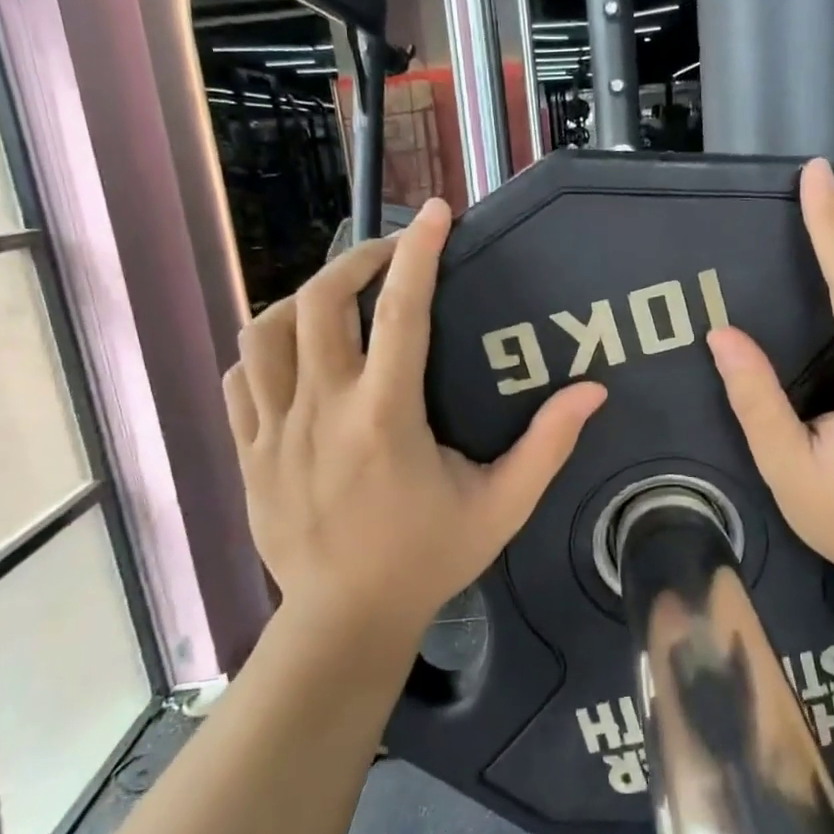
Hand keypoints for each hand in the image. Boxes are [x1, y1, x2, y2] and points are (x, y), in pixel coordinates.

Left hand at [222, 201, 606, 643]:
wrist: (345, 620)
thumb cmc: (427, 560)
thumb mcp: (501, 507)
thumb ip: (546, 446)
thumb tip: (592, 391)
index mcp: (385, 419)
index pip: (402, 314)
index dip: (420, 253)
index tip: (436, 212)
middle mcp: (322, 412)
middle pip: (320, 303)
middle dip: (357, 261)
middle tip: (390, 255)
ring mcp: (273, 431)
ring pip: (266, 332)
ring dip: (304, 299)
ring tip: (340, 300)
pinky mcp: (247, 452)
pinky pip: (240, 377)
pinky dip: (265, 350)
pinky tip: (295, 356)